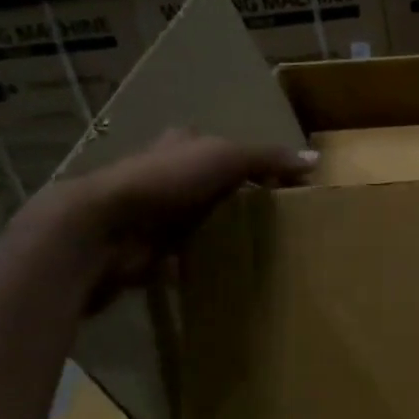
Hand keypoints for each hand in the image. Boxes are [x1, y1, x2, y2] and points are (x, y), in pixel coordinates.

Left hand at [28, 130, 315, 303]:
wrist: (103, 230)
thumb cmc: (165, 181)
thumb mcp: (225, 158)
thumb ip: (267, 158)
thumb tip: (315, 160)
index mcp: (181, 145)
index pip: (224, 148)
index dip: (254, 163)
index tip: (285, 185)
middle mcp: (166, 176)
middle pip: (212, 186)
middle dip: (239, 200)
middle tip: (279, 221)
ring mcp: (154, 215)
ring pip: (199, 221)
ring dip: (222, 233)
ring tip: (263, 249)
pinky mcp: (148, 249)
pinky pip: (185, 255)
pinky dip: (203, 263)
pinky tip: (230, 273)